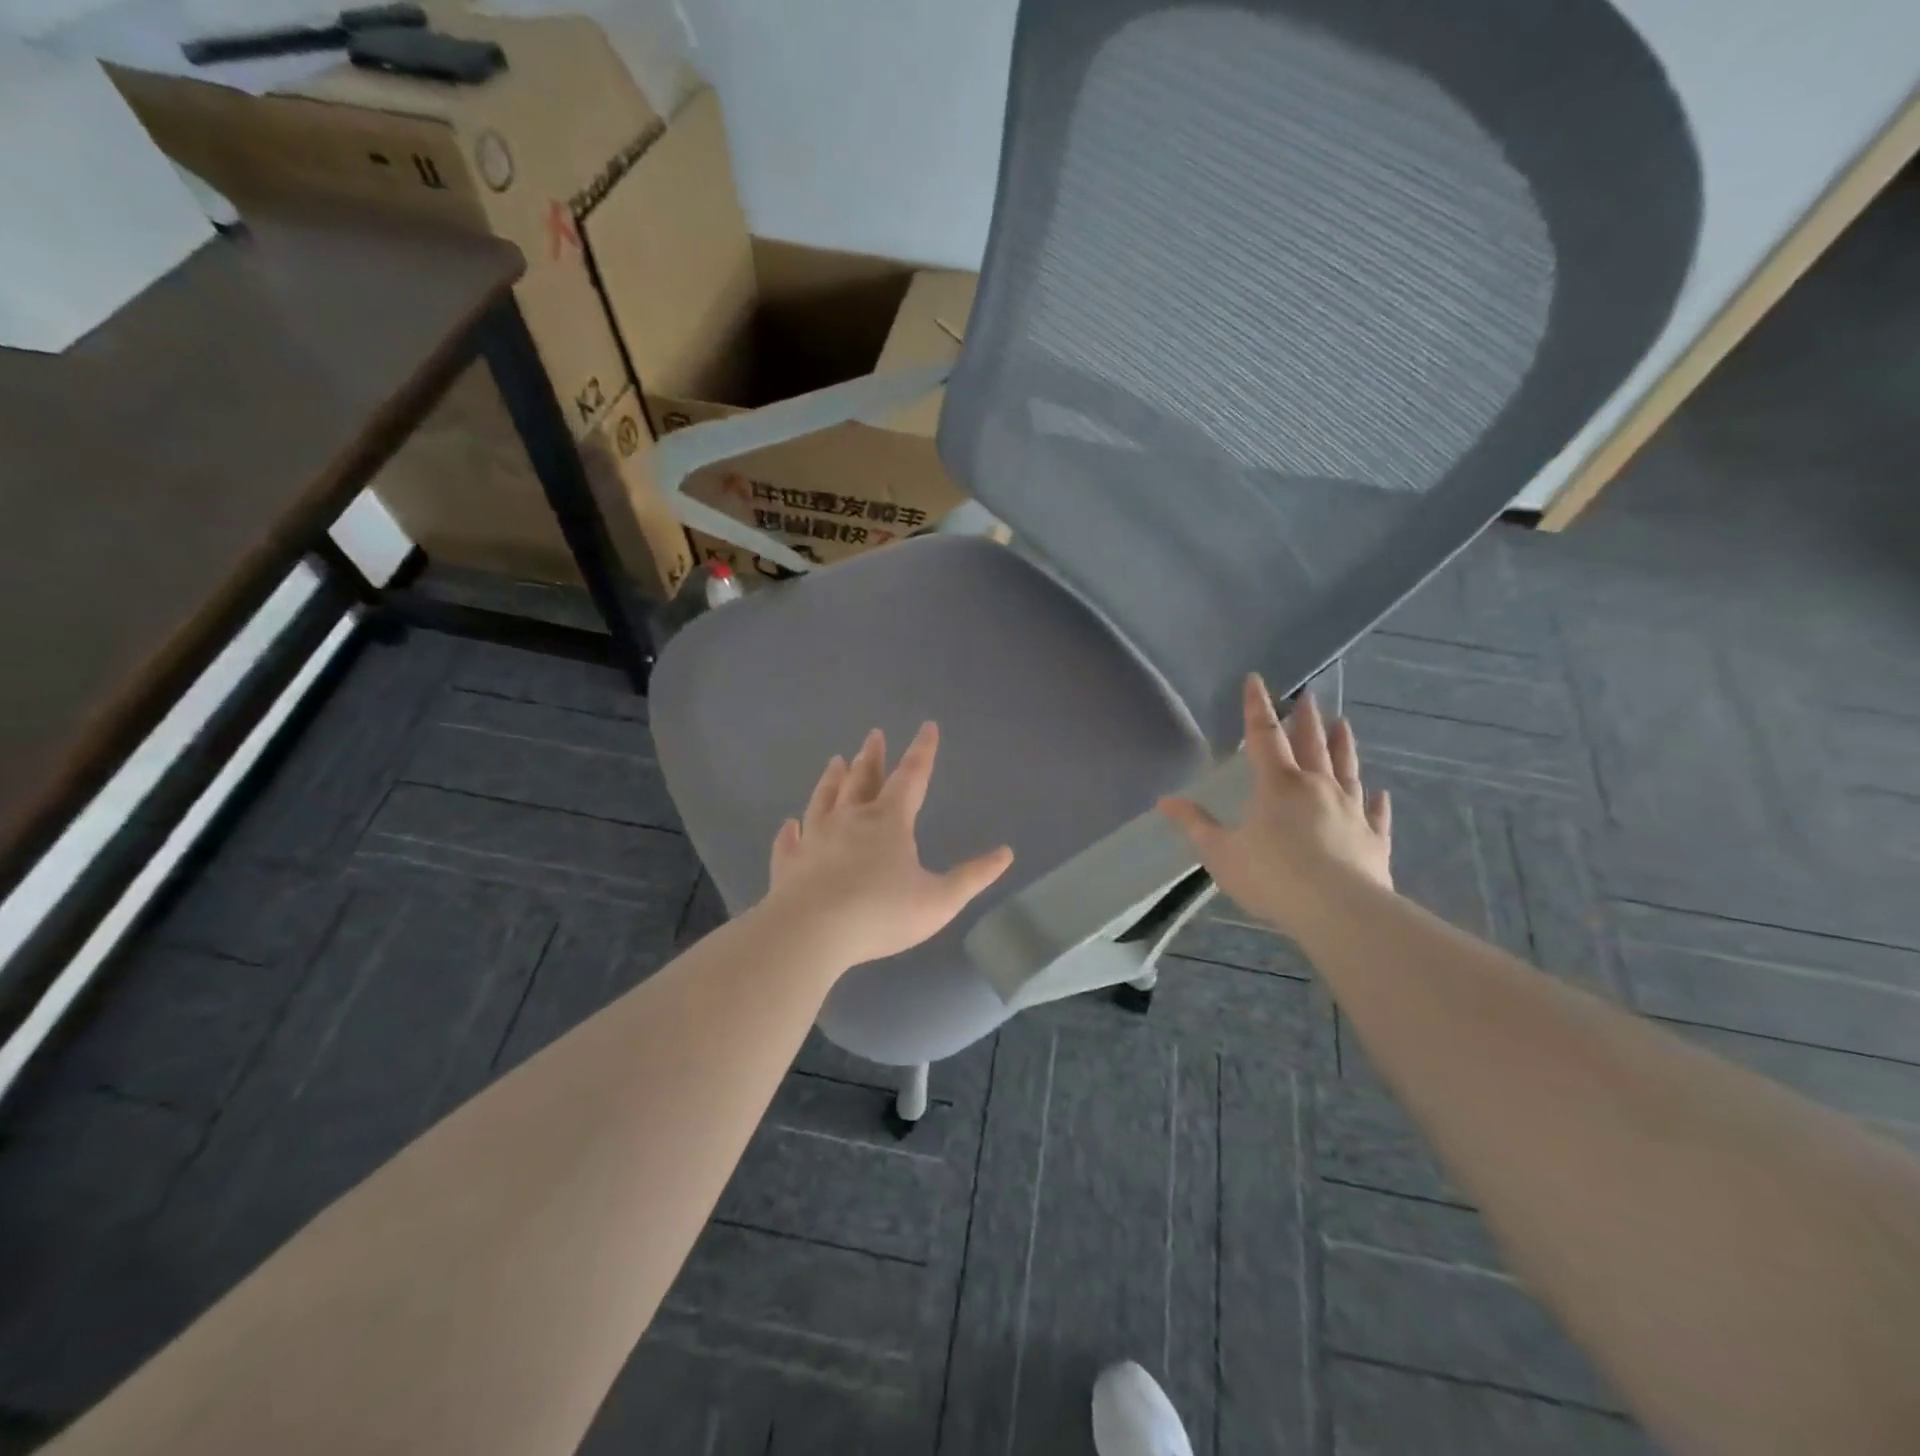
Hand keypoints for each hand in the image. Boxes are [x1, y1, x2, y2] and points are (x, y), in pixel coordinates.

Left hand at [760, 722, 1014, 969]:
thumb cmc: (881, 913)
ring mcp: (815, 838)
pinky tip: (789, 825)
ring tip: (835, 761)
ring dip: (832, 779)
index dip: (923, 751)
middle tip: (874, 734)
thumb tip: (1006, 853)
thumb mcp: (939, 900)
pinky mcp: (789, 863)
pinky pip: (789, 841)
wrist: (811, 932)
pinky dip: (791, 832)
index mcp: (889, 822)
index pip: (912, 777)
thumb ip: (972, 877)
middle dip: (873, 756)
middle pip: (863, 779)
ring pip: (825, 799)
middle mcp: (850, 819)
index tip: (927, 726)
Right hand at [1160, 674, 1391, 937]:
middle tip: (1308, 695)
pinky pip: (1376, 814)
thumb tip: (1166, 802)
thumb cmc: (1271, 876)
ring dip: (1344, 746)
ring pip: (1348, 769)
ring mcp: (1351, 811)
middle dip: (1306, 718)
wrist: (1338, 910)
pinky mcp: (1374, 839)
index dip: (1257, 706)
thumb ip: (1196, 824)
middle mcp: (1317, 787)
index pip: (1264, 735)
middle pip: (1311, 744)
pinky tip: (1380, 792)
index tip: (1257, 679)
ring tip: (1344, 724)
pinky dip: (1377, 802)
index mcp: (1278, 784)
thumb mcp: (1221, 853)